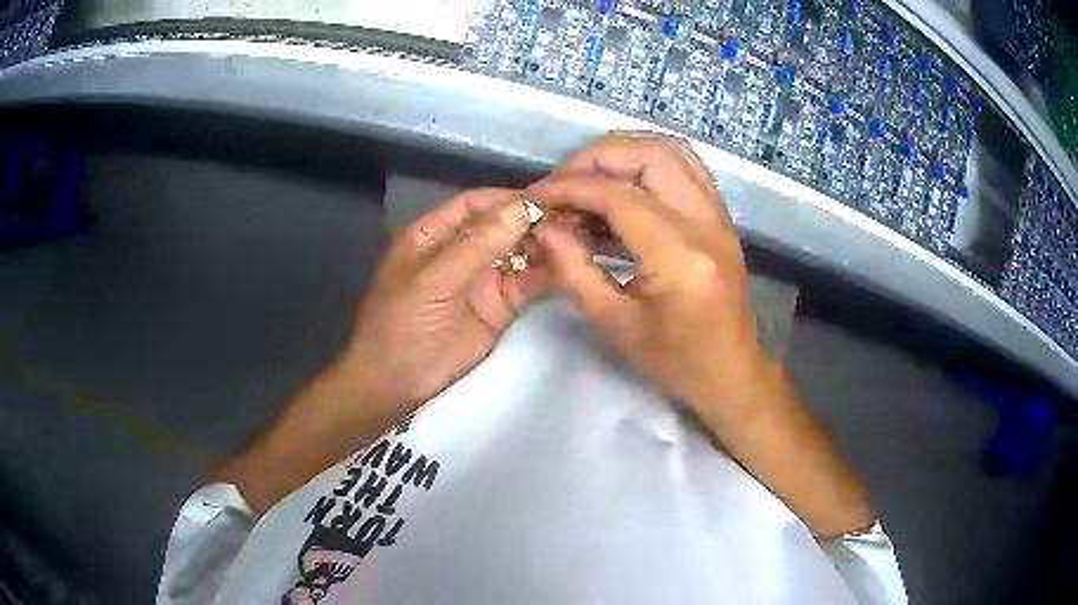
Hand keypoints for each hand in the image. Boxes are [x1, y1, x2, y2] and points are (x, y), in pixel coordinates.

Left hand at [333, 188, 553, 437]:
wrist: (396, 384)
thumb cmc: (401, 325)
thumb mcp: (431, 281)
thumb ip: (476, 245)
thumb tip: (523, 208)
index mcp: (434, 234)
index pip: (476, 204)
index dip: (509, 198)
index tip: (548, 197)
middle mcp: (462, 250)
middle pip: (503, 225)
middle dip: (536, 220)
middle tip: (577, 216)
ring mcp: (483, 278)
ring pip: (520, 252)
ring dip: (548, 245)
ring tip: (583, 237)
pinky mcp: (500, 306)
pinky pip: (528, 283)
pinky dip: (549, 274)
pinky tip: (572, 266)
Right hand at [530, 133, 874, 535]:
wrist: (731, 371)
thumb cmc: (674, 361)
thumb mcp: (614, 324)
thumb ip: (574, 269)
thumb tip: (545, 225)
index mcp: (680, 259)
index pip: (619, 197)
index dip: (571, 187)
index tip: (537, 195)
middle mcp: (707, 225)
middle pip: (650, 157)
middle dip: (597, 157)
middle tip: (563, 180)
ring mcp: (720, 216)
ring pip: (672, 151)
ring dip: (625, 150)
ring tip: (589, 174)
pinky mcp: (722, 216)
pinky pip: (687, 166)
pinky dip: (649, 159)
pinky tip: (623, 180)